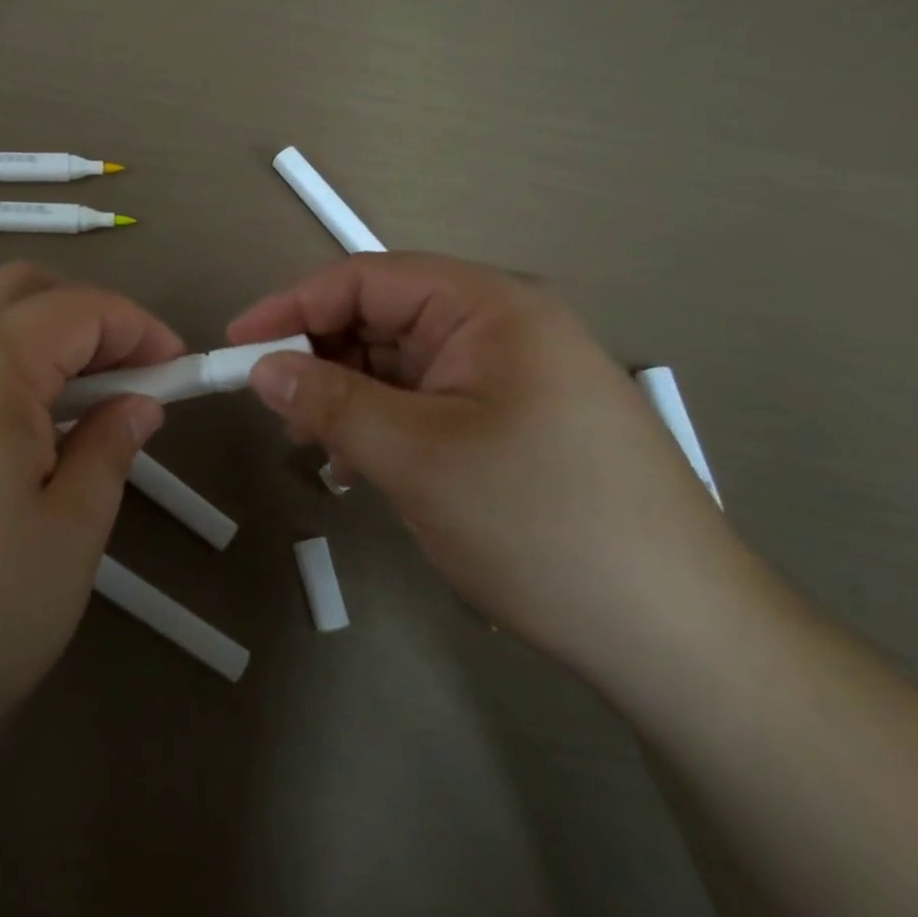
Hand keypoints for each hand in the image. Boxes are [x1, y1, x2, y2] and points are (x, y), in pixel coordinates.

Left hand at [0, 262, 180, 760]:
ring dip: (37, 321)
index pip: (78, 308)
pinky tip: (19, 407)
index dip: (139, 328)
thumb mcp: (70, 534)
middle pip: (22, 286)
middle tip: (131, 370)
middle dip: (89, 313)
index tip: (178, 368)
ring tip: (78, 382)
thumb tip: (138, 403)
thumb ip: (109, 447)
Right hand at [228, 253, 742, 669]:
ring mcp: (509, 377)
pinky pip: (424, 403)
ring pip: (398, 365)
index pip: (366, 278)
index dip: (293, 306)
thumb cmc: (542, 523)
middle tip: (274, 408)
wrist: (680, 638)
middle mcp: (501, 328)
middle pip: (381, 319)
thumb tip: (260, 368)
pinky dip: (381, 425)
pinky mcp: (511, 423)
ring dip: (347, 397)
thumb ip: (329, 401)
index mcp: (489, 307)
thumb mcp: (417, 456)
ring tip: (315, 446)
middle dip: (320, 357)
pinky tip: (360, 467)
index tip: (237, 345)